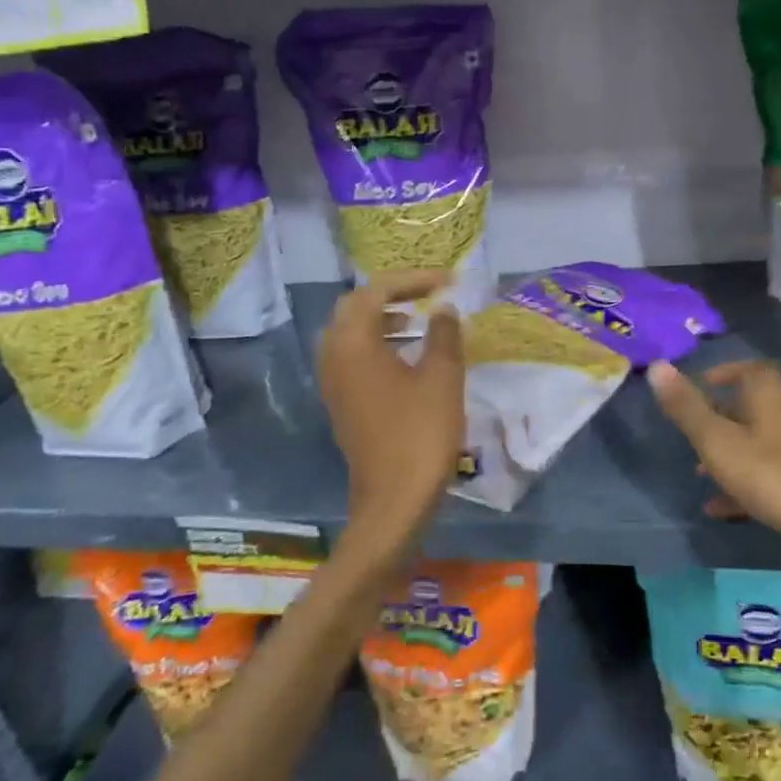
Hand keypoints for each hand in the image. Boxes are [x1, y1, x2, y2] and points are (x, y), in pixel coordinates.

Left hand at [318, 273, 464, 557]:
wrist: (394, 500)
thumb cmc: (420, 434)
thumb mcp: (442, 377)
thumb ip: (443, 334)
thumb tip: (443, 308)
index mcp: (353, 343)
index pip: (375, 291)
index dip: (412, 280)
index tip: (447, 282)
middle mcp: (333, 356)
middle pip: (354, 307)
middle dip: (391, 294)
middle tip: (426, 294)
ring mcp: (333, 382)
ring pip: (350, 333)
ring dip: (381, 319)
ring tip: (417, 320)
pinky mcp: (341, 403)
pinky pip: (352, 357)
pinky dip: (376, 344)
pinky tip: (406, 356)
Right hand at [647, 360, 780, 567]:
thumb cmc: (769, 474)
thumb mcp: (716, 440)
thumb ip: (686, 407)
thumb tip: (656, 365)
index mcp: (770, 397)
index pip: (751, 370)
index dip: (725, 372)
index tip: (699, 385)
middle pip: (752, 408)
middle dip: (720, 417)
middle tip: (691, 432)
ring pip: (757, 445)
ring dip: (728, 455)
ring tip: (698, 474)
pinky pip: (767, 478)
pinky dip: (742, 486)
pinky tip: (719, 510)